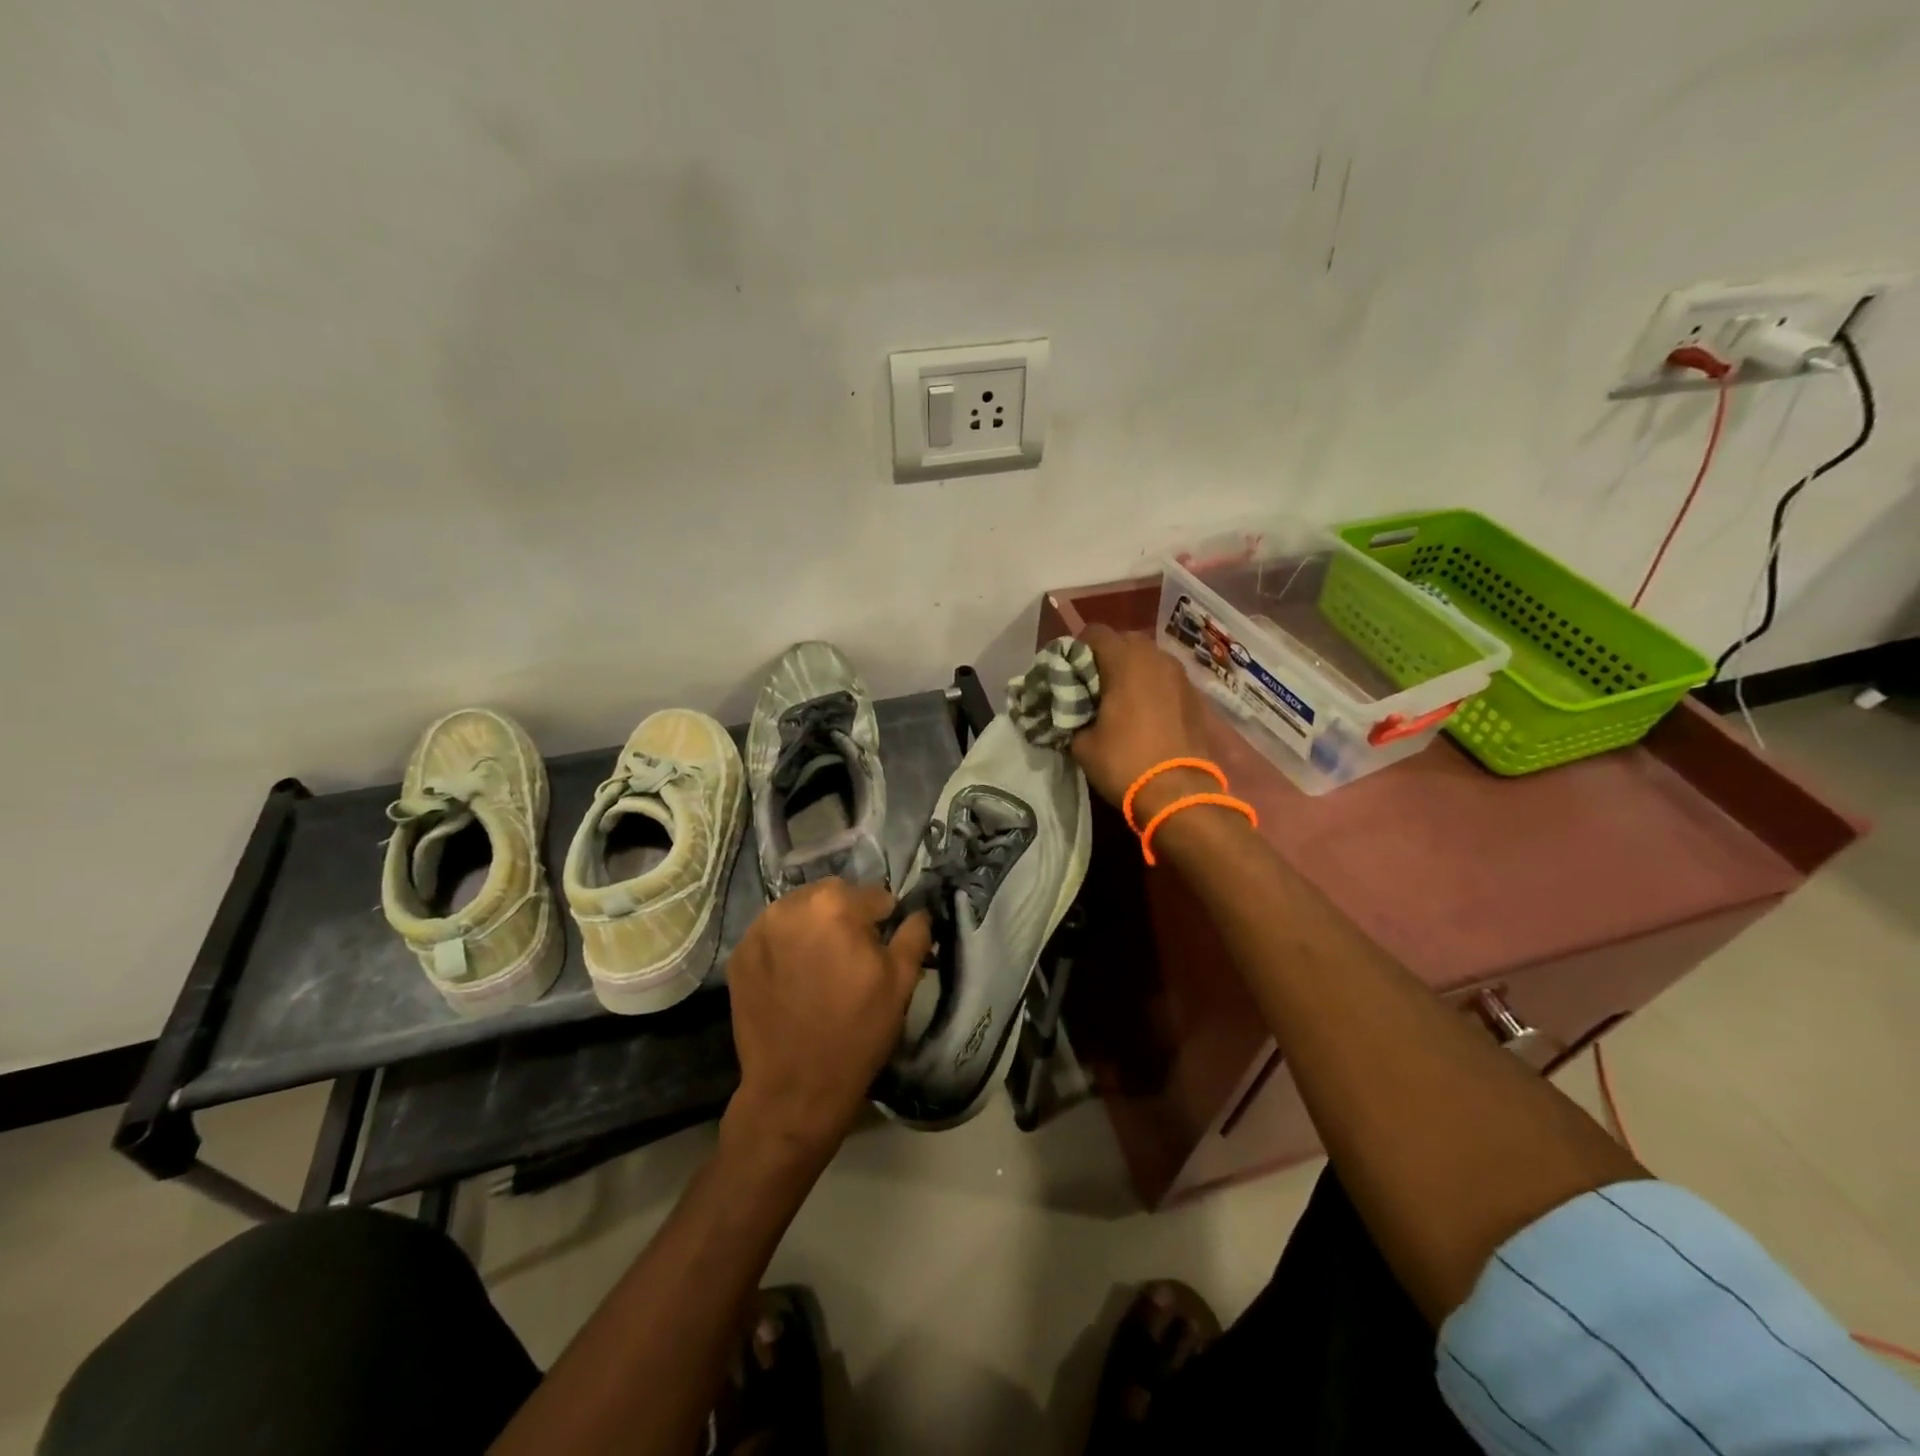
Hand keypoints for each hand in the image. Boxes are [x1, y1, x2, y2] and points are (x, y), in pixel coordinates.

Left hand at [724, 880, 931, 1160]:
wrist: (794, 1089)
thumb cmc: (856, 1032)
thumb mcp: (901, 983)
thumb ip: (914, 934)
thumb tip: (919, 911)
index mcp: (834, 905)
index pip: (873, 896)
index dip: (883, 923)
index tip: (880, 952)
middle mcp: (791, 906)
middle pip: (832, 896)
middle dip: (845, 918)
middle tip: (850, 960)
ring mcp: (758, 930)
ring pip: (799, 912)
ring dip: (814, 928)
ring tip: (820, 968)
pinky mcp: (738, 955)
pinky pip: (772, 935)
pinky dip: (786, 947)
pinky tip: (793, 979)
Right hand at [1071, 623, 1220, 820]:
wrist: (1179, 794)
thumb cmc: (1125, 762)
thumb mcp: (1082, 743)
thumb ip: (1072, 715)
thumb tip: (1071, 711)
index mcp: (1125, 660)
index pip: (1094, 632)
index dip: (1076, 650)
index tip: (1069, 675)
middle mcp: (1155, 657)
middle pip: (1124, 641)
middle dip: (1106, 658)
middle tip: (1092, 687)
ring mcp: (1180, 675)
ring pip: (1148, 659)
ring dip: (1131, 672)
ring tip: (1119, 701)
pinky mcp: (1195, 696)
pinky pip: (1165, 679)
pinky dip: (1151, 688)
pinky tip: (1143, 715)